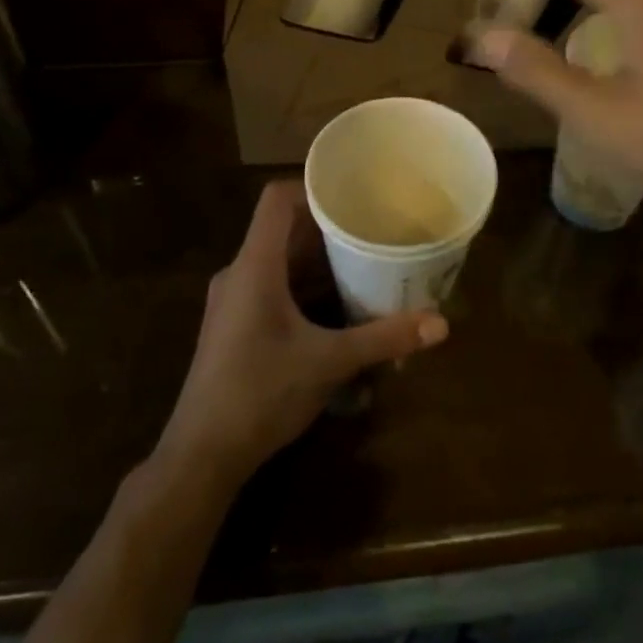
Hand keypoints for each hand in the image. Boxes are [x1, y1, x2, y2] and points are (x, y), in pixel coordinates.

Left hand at [154, 181, 448, 486]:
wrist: (201, 455)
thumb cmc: (260, 394)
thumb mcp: (329, 363)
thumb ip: (384, 338)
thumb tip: (441, 324)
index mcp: (255, 266)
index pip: (277, 200)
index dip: (313, 187)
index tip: (354, 192)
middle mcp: (239, 274)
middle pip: (284, 230)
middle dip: (329, 227)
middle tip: (374, 226)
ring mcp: (233, 301)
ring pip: (279, 262)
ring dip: (319, 260)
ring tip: (364, 259)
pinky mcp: (235, 326)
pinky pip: (273, 287)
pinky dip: (305, 286)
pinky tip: (338, 304)